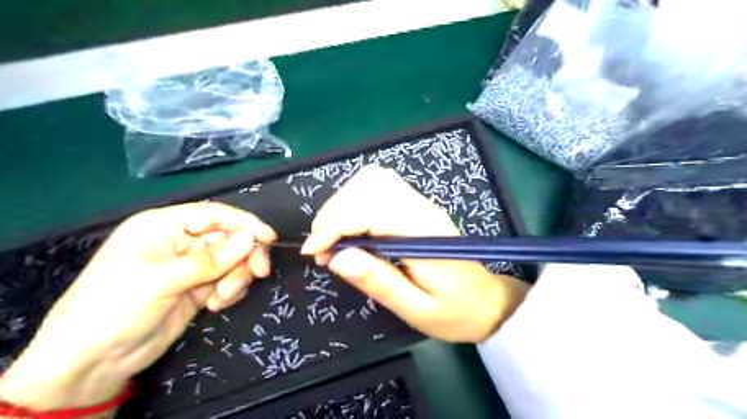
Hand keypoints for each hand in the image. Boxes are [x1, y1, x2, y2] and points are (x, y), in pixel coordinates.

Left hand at [0, 203, 274, 412]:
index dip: (245, 223)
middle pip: (229, 239)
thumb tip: (251, 239)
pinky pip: (228, 280)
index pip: (215, 215)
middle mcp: (181, 242)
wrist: (93, 361)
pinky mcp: (198, 288)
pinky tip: (216, 305)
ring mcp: (191, 266)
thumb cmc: (116, 306)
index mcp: (165, 226)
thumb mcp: (164, 279)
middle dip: (245, 256)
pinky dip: (230, 291)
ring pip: (233, 261)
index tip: (270, 238)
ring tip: (221, 299)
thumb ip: (212, 259)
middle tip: (259, 273)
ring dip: (236, 278)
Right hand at [300, 166, 527, 341]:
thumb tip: (337, 258)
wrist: (487, 301)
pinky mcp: (415, 206)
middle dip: (334, 213)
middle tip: (322, 249)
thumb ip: (379, 281)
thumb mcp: (416, 309)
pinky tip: (350, 228)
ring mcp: (420, 203)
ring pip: (372, 179)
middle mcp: (421, 208)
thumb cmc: (455, 311)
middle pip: (368, 185)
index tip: (315, 252)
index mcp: (423, 233)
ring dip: (342, 204)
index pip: (370, 209)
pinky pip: (379, 187)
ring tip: (332, 238)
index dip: (335, 225)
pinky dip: (354, 202)